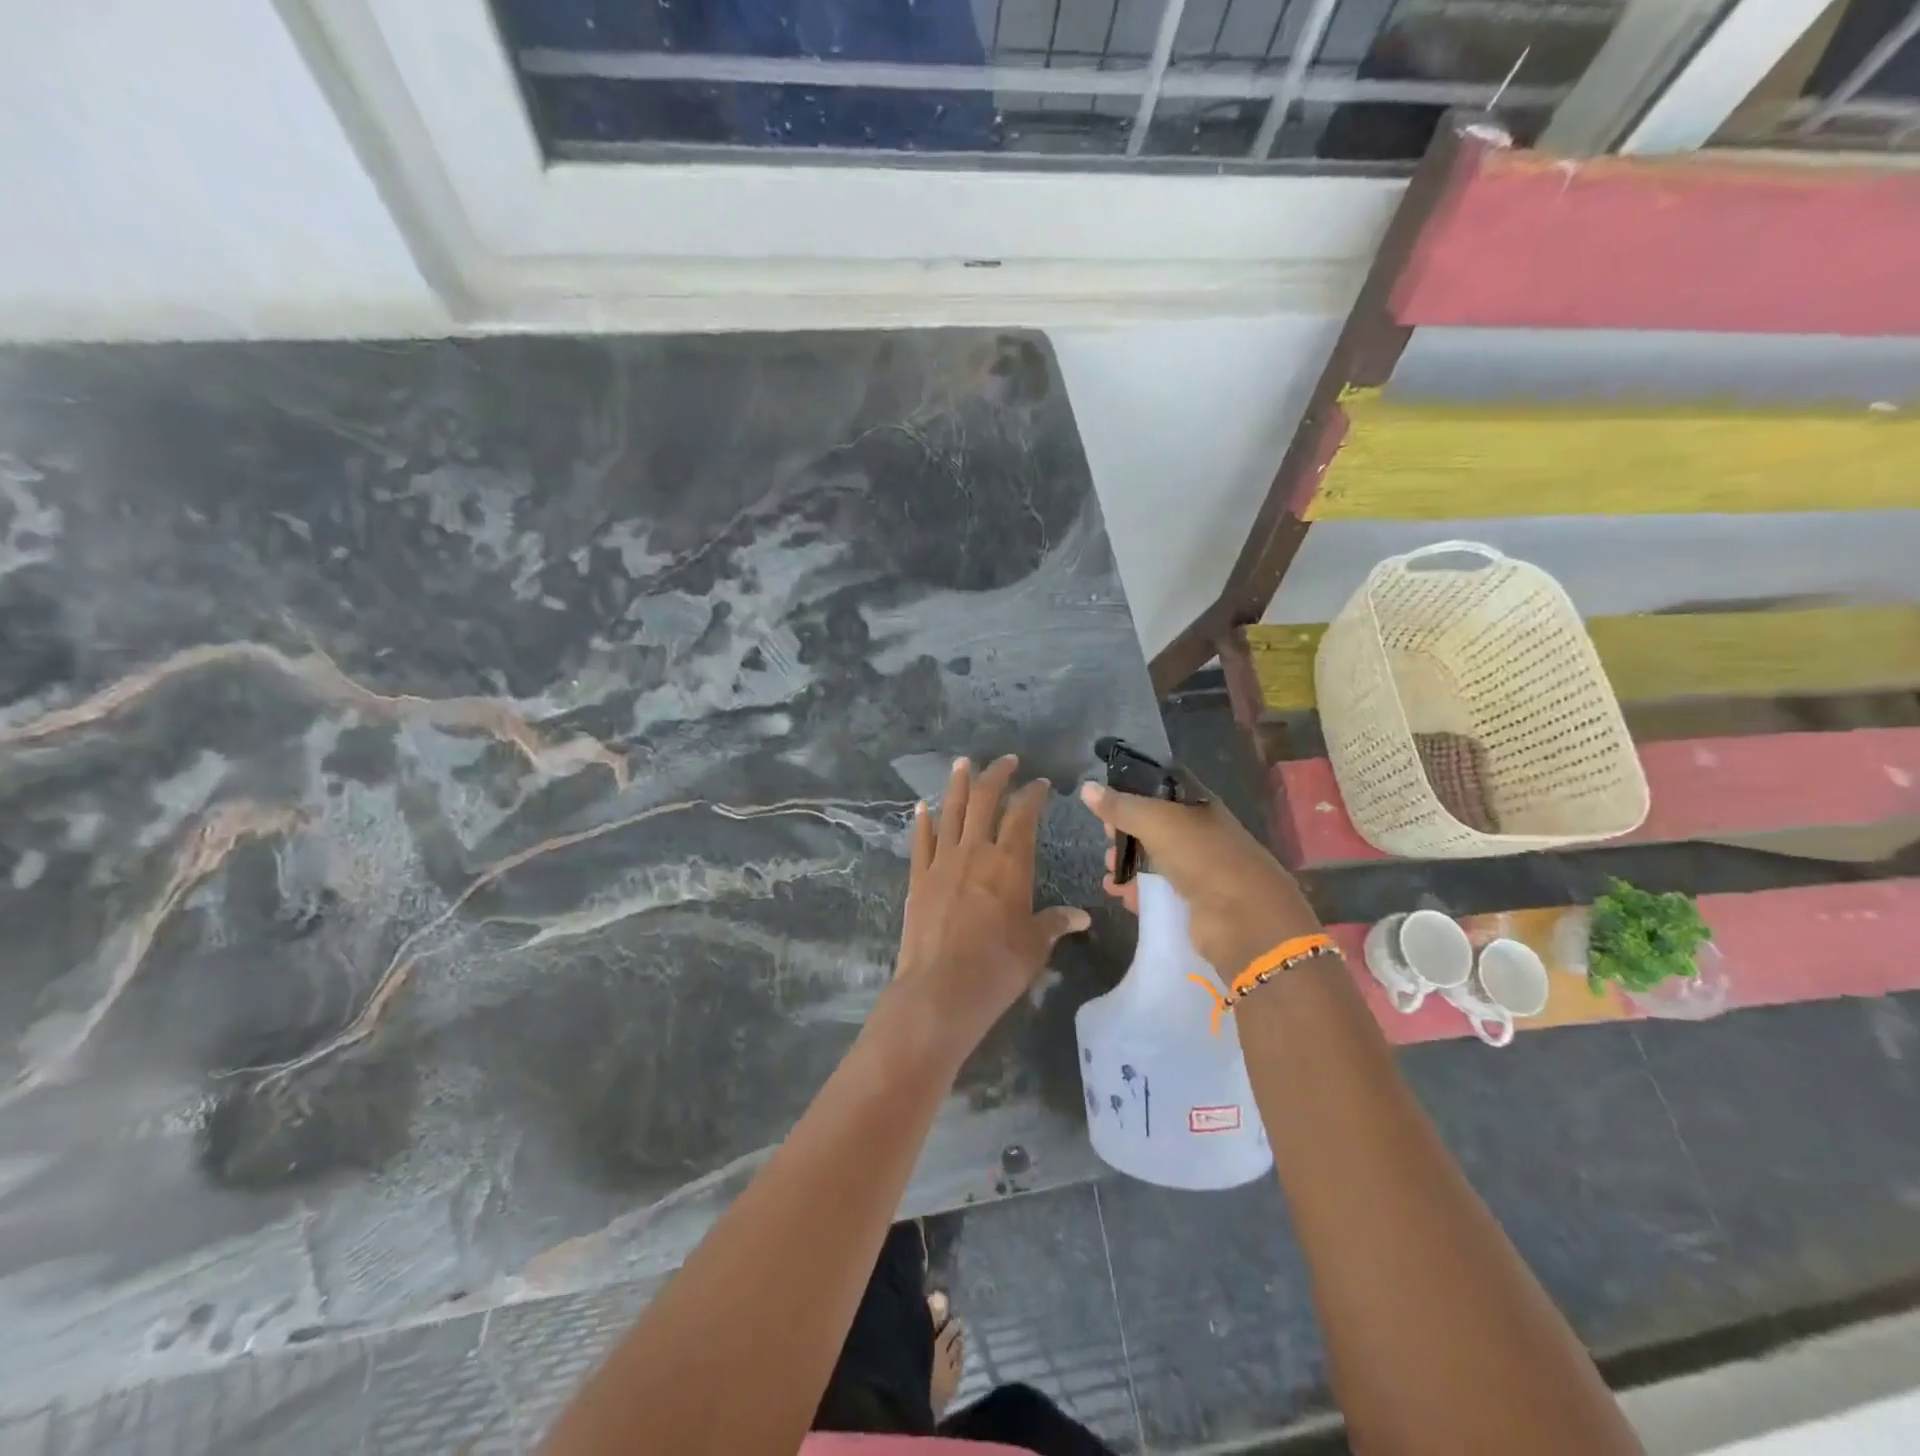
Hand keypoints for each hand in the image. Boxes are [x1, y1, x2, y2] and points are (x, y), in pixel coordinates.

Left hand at [893, 756, 1089, 1053]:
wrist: (940, 989)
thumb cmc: (998, 967)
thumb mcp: (1035, 945)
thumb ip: (1055, 924)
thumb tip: (1082, 918)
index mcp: (1009, 863)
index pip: (1023, 816)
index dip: (1033, 795)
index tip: (1040, 784)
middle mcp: (975, 852)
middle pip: (985, 801)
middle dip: (996, 776)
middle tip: (1006, 761)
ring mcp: (942, 862)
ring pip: (951, 811)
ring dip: (958, 785)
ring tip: (962, 763)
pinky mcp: (918, 878)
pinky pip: (921, 841)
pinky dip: (923, 821)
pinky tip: (923, 806)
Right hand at [1079, 774, 1320, 977]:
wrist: (1244, 920)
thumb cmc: (1204, 857)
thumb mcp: (1157, 822)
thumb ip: (1121, 807)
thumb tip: (1086, 788)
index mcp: (1200, 806)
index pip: (1163, 787)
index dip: (1134, 788)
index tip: (1105, 796)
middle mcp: (1201, 834)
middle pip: (1155, 825)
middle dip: (1125, 829)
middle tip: (1104, 836)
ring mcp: (1198, 870)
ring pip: (1154, 859)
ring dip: (1127, 862)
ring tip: (1106, 869)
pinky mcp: (1192, 903)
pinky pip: (1157, 891)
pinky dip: (1135, 890)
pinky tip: (1116, 892)